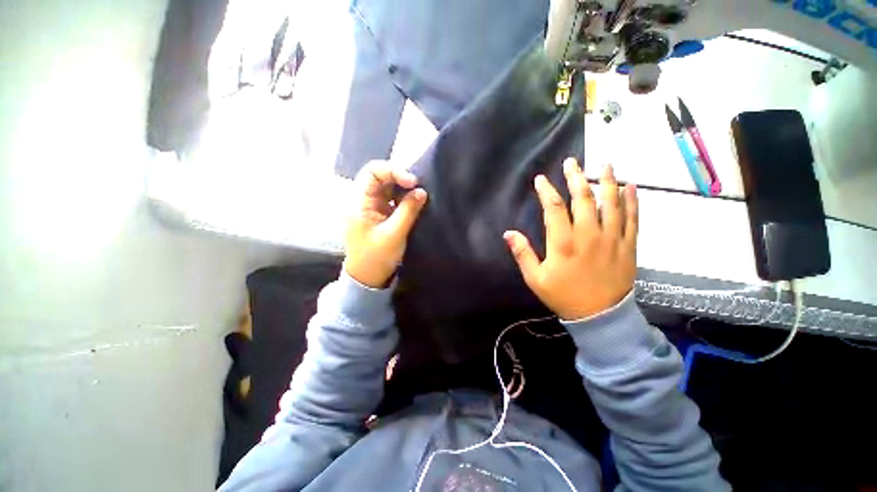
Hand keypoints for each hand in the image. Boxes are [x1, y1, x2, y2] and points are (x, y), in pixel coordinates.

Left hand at [343, 161, 427, 288]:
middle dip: (400, 178)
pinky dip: (404, 198)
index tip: (412, 182)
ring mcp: (371, 206)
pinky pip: (392, 198)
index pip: (372, 172)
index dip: (393, 171)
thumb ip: (408, 211)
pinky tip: (414, 202)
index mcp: (358, 202)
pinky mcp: (380, 213)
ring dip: (404, 188)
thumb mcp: (394, 234)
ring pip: (387, 187)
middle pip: (380, 177)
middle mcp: (363, 200)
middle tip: (418, 187)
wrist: (368, 276)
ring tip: (419, 194)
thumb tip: (422, 191)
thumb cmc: (376, 257)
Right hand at [503, 159, 637, 319]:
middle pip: (583, 198)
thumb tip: (508, 233)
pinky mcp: (628, 245)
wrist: (600, 317)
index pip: (554, 207)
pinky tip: (631, 186)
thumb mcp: (535, 278)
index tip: (541, 180)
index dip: (547, 191)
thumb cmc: (563, 296)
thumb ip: (522, 253)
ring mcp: (612, 238)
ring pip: (611, 203)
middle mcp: (589, 235)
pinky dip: (632, 201)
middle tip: (571, 162)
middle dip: (576, 177)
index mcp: (563, 242)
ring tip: (604, 163)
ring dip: (607, 181)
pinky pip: (633, 218)